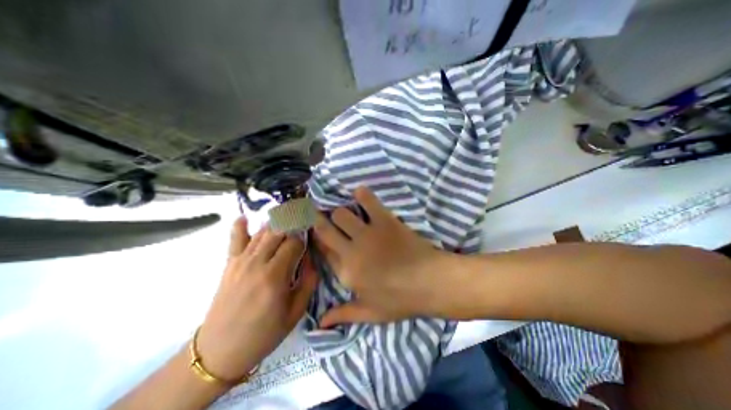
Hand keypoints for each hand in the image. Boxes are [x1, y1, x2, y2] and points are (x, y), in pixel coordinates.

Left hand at [197, 218, 317, 380]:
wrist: (220, 351)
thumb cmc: (264, 333)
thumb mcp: (296, 312)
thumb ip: (308, 282)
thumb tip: (312, 259)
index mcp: (275, 276)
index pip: (294, 243)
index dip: (304, 238)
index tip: (310, 238)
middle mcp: (257, 263)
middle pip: (279, 232)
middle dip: (293, 222)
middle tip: (303, 218)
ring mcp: (241, 262)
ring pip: (261, 232)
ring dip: (276, 222)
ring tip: (287, 214)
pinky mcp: (229, 264)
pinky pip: (235, 240)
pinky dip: (240, 226)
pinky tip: (246, 217)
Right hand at [313, 187, 452, 327]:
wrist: (431, 282)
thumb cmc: (401, 300)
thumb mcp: (370, 313)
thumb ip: (343, 315)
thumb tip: (319, 325)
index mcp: (346, 273)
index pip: (323, 251)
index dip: (318, 240)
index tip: (317, 233)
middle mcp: (351, 251)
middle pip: (325, 229)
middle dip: (317, 220)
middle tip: (317, 214)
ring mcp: (368, 234)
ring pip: (341, 214)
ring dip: (340, 212)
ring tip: (345, 212)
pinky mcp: (385, 221)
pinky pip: (368, 202)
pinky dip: (362, 194)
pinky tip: (360, 192)